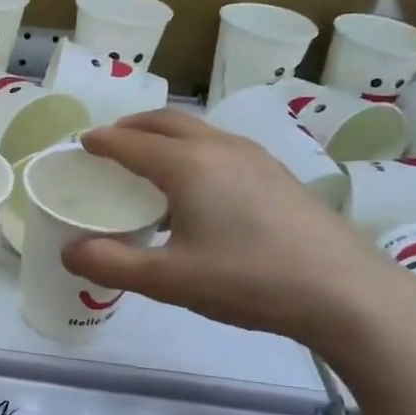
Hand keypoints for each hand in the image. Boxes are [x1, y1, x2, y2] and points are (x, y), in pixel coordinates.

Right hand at [62, 109, 415, 351]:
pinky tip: (200, 186)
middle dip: (133, 126)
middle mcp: (221, 149)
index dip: (102, 141)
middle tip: (110, 142)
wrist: (345, 292)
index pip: (132, 142)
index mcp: (189, 166)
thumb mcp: (169, 280)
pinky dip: (194, 150)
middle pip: (168, 122)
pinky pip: (223, 147)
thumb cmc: (249, 280)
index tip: (82, 142)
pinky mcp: (280, 176)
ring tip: (151, 159)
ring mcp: (257, 159)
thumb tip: (69, 251)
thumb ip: (113, 264)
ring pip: (200, 131)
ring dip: (166, 135)